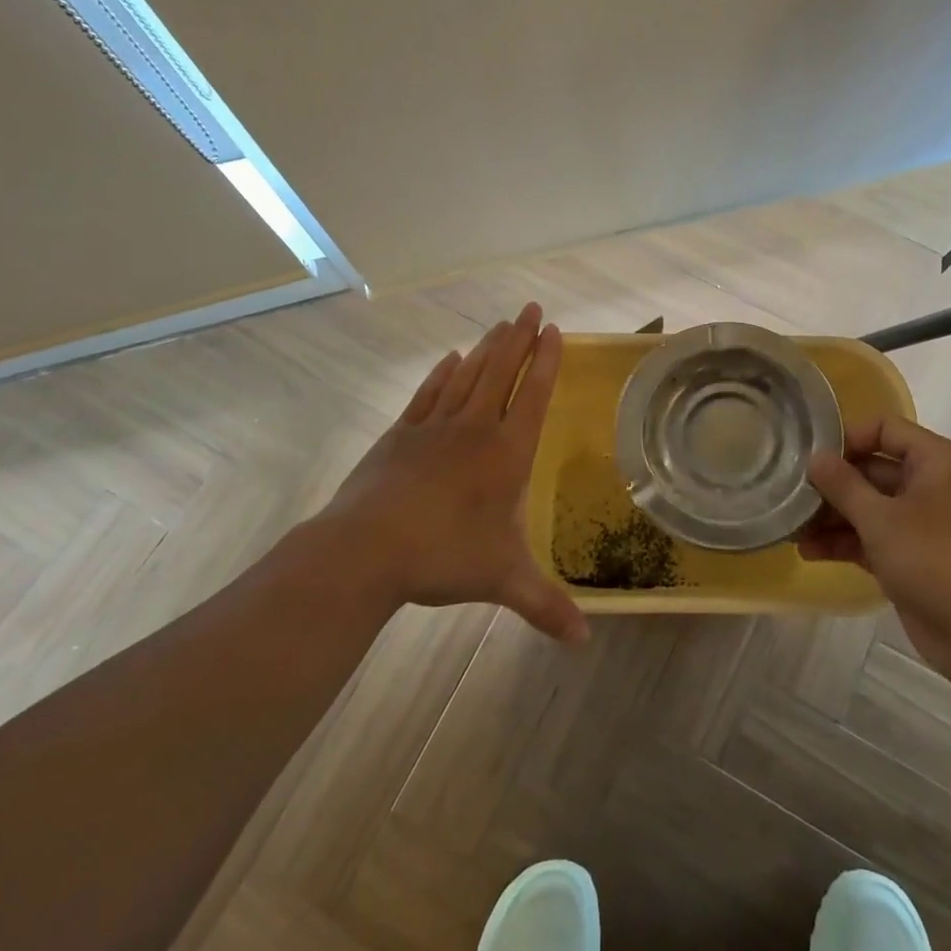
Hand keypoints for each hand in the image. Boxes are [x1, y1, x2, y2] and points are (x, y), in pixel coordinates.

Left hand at [308, 302, 588, 643]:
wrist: (366, 550)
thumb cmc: (444, 557)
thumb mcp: (502, 580)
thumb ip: (544, 605)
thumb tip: (584, 642)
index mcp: (506, 453)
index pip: (534, 395)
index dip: (547, 361)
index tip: (554, 331)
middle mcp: (475, 429)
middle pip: (502, 372)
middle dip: (520, 338)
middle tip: (531, 308)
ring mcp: (435, 427)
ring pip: (468, 375)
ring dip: (487, 348)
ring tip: (500, 325)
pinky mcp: (400, 435)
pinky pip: (429, 393)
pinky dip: (443, 372)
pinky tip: (451, 358)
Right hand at [801, 416, 950, 692]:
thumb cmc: (938, 559)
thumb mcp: (881, 518)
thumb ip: (843, 485)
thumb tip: (815, 457)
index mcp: (936, 461)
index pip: (884, 429)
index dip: (847, 439)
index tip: (811, 458)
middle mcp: (932, 485)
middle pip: (873, 470)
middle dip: (833, 484)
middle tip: (791, 495)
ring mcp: (925, 525)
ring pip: (871, 507)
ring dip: (833, 517)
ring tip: (792, 528)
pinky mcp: (916, 560)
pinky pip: (875, 539)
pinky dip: (846, 543)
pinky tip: (809, 552)